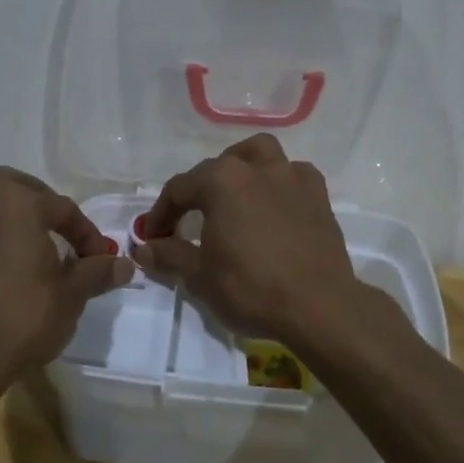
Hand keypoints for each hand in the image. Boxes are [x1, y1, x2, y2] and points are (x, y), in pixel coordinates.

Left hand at [0, 167, 132, 387]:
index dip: (88, 234)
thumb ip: (97, 272)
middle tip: (62, 232)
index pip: (63, 208)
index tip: (102, 260)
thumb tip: (124, 264)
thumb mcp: (72, 294)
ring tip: (25, 237)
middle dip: (41, 203)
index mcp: (16, 202)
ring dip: (2, 212)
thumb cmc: (24, 315)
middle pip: (14, 188)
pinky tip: (3, 269)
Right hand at [130, 134, 365, 344]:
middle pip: (216, 168)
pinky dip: (278, 183)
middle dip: (197, 191)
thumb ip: (170, 255)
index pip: (178, 189)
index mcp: (221, 181)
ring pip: (259, 155)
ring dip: (241, 168)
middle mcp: (256, 167)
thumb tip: (144, 248)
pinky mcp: (319, 195)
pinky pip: (292, 175)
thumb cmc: (251, 289)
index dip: (161, 214)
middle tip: (189, 221)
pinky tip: (273, 206)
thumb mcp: (200, 276)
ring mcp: (292, 177)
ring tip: (233, 195)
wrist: (319, 307)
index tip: (154, 239)